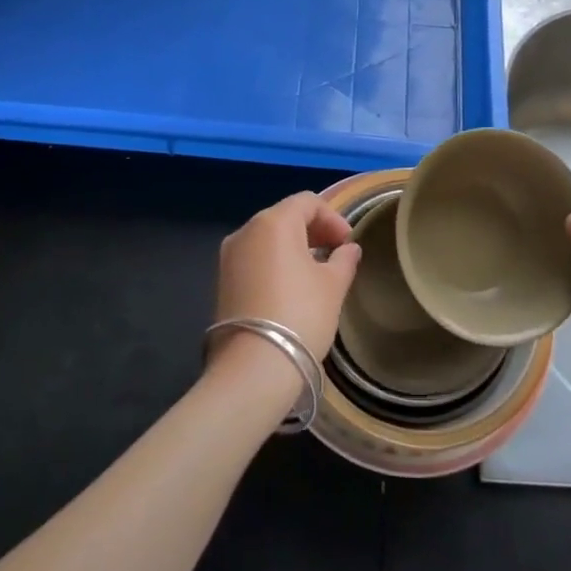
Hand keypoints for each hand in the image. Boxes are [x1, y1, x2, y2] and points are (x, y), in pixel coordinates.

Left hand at [207, 192, 360, 399]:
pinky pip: (254, 259)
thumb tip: (348, 249)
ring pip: (267, 238)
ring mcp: (228, 257)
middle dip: (313, 230)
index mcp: (273, 222)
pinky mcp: (222, 282)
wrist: (253, 368)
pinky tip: (291, 288)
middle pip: (284, 216)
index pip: (307, 202)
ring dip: (294, 247)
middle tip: (336, 253)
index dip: (332, 217)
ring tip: (316, 272)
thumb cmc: (301, 315)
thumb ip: (344, 260)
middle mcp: (245, 231)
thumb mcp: (333, 285)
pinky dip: (275, 263)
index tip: (348, 243)